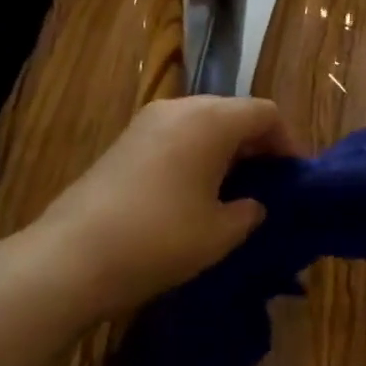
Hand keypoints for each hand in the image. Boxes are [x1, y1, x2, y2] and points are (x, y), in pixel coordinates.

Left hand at [11, 96, 300, 317]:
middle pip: (233, 112)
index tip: (294, 177)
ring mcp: (147, 122)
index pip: (265, 113)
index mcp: (211, 120)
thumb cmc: (161, 238)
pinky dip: (196, 154)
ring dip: (225, 149)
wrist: (71, 257)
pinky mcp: (125, 141)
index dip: (288, 142)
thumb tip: (252, 203)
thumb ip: (249, 211)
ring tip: (234, 190)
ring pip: (203, 123)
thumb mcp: (221, 232)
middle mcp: (180, 108)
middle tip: (269, 183)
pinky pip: (176, 136)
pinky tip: (195, 192)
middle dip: (257, 144)